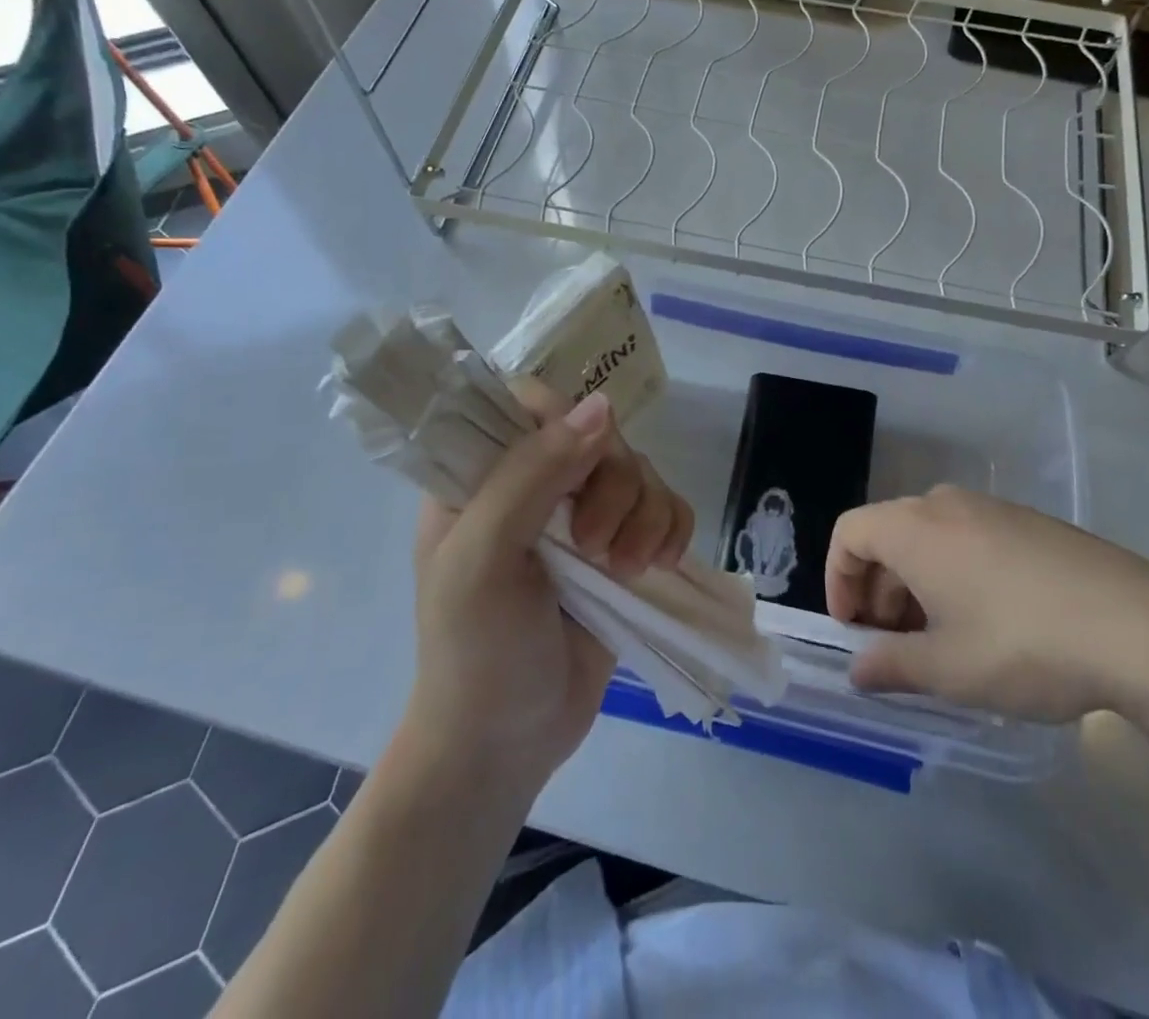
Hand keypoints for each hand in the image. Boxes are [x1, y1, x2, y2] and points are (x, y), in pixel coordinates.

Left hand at [405, 388, 693, 796]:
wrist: (509, 744)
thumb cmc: (476, 652)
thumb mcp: (483, 558)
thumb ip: (532, 475)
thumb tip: (604, 406)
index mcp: (482, 476)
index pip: (529, 404)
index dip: (563, 421)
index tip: (577, 468)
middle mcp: (534, 485)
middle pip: (599, 437)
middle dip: (613, 488)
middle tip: (593, 546)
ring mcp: (581, 517)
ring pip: (640, 472)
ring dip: (645, 516)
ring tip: (626, 570)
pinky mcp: (622, 549)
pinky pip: (666, 508)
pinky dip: (672, 530)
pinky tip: (658, 566)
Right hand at [826, 485, 1148, 727]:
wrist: (1144, 629)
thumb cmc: (1025, 645)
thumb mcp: (948, 669)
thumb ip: (890, 666)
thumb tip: (858, 669)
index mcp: (916, 528)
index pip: (849, 534)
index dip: (838, 580)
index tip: (853, 630)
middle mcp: (947, 504)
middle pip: (888, 534)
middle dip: (878, 589)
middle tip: (894, 645)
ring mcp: (993, 508)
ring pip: (930, 537)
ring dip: (917, 584)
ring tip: (941, 640)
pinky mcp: (1031, 522)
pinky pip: (969, 538)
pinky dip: (955, 572)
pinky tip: (989, 622)